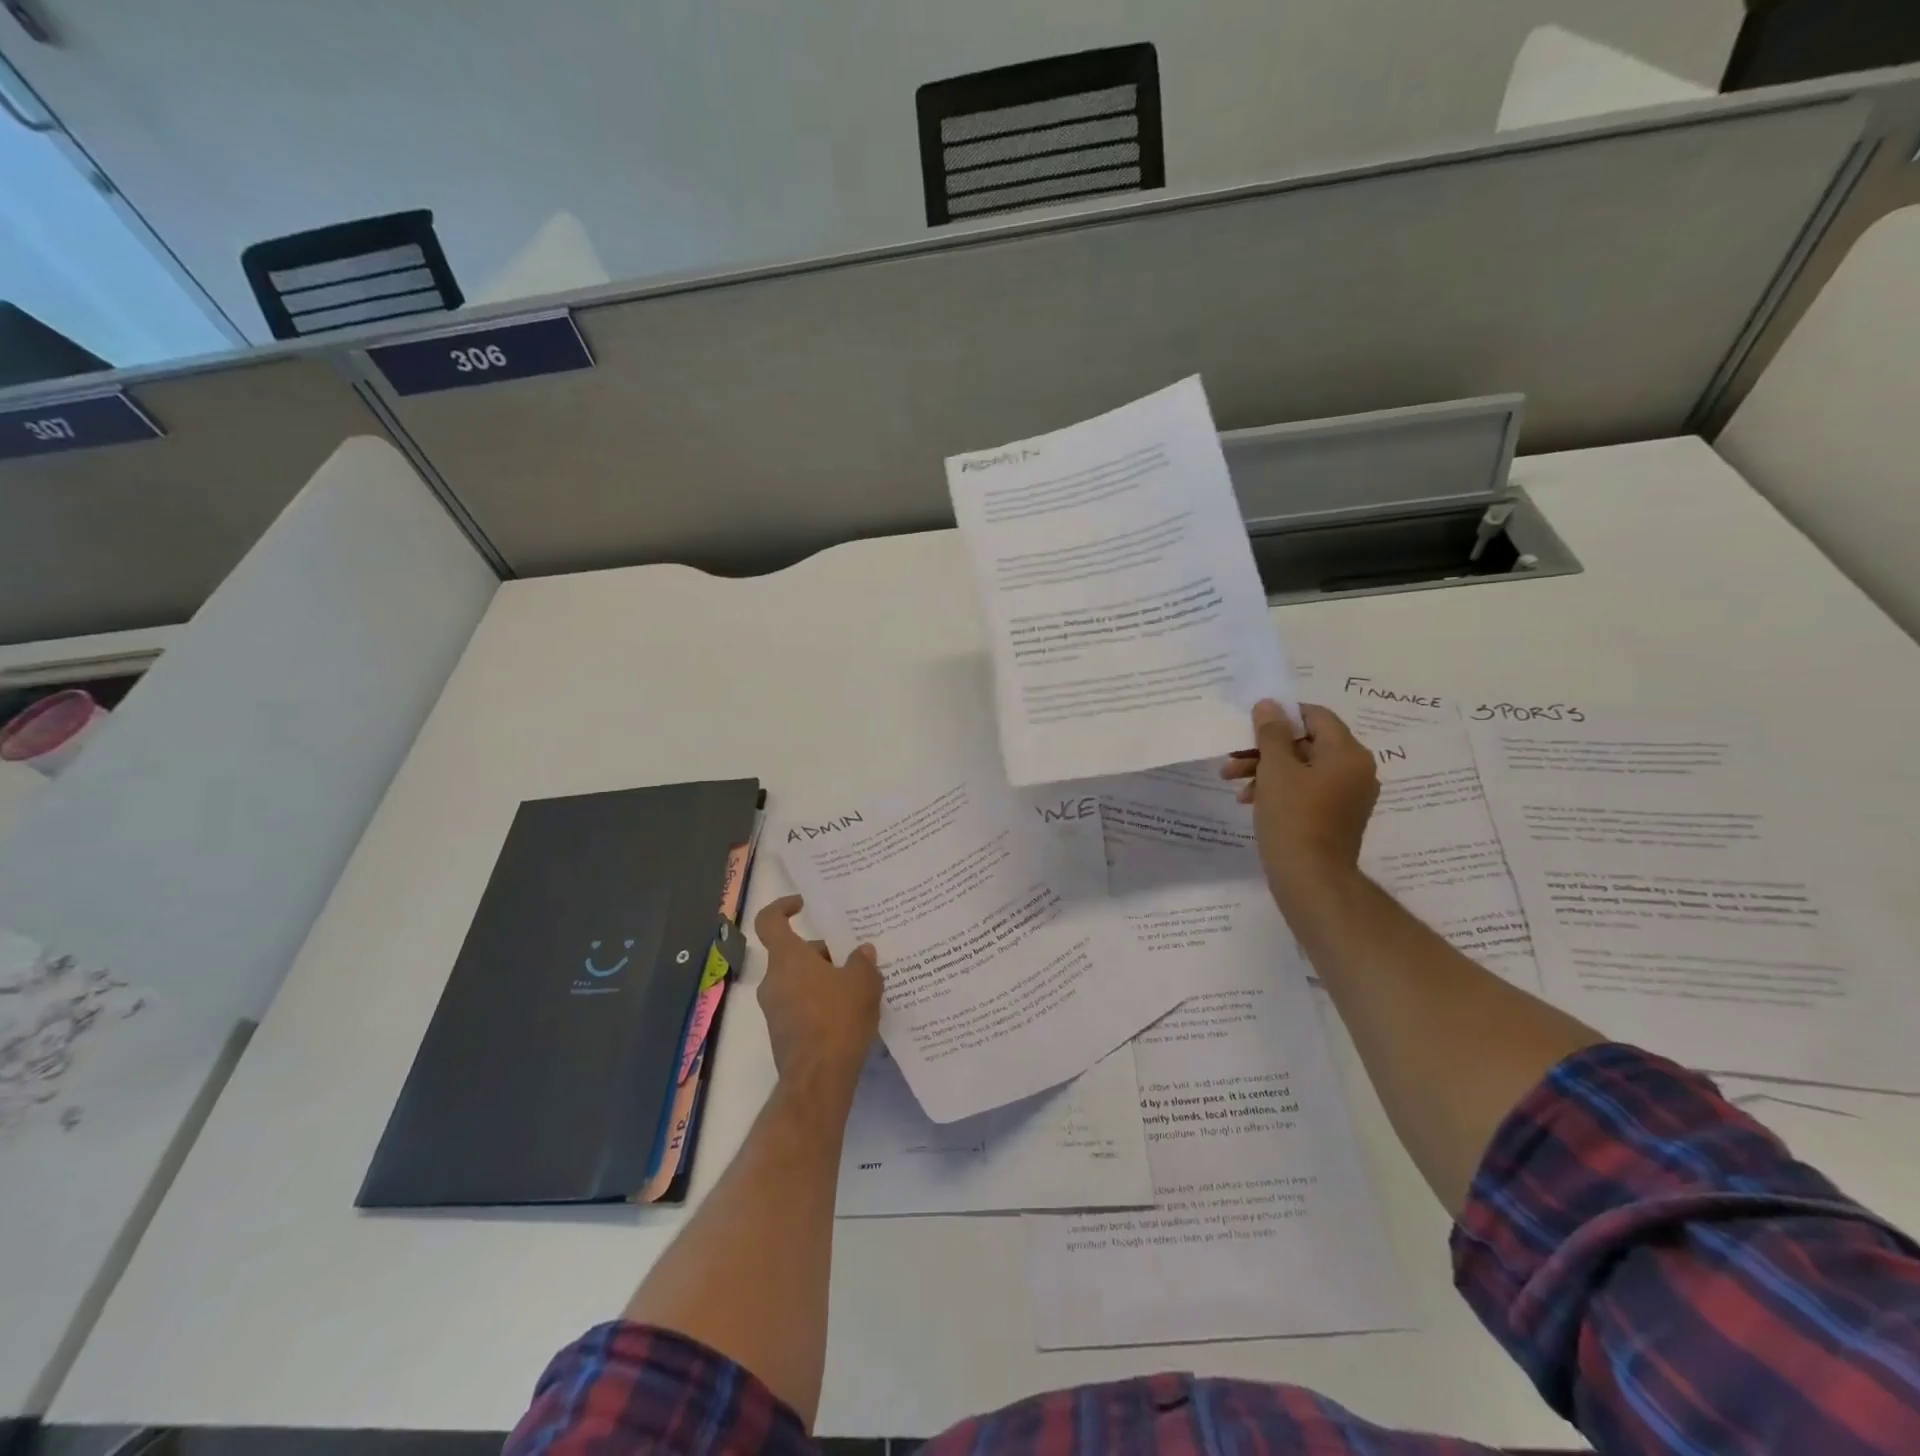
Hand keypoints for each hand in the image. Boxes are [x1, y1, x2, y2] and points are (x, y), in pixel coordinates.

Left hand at [753, 895, 882, 1103]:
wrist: (818, 1079)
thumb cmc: (838, 1019)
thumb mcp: (863, 983)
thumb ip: (862, 962)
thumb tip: (862, 952)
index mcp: (787, 959)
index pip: (770, 921)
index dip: (782, 906)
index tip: (803, 904)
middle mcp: (773, 980)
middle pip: (794, 954)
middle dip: (822, 953)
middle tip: (854, 959)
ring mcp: (774, 1009)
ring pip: (798, 981)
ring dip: (823, 979)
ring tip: (858, 987)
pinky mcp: (782, 1034)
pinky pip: (800, 1006)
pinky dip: (820, 1003)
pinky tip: (849, 1014)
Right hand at [1221, 701, 1377, 902]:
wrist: (1310, 878)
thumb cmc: (1293, 817)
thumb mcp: (1275, 768)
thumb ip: (1271, 733)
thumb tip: (1269, 705)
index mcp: (1348, 753)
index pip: (1316, 716)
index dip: (1281, 716)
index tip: (1250, 726)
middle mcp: (1355, 770)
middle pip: (1306, 743)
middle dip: (1265, 748)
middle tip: (1232, 757)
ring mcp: (1347, 796)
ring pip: (1302, 768)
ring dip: (1265, 769)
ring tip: (1232, 781)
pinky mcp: (1335, 817)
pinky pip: (1306, 790)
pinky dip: (1278, 789)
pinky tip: (1250, 800)